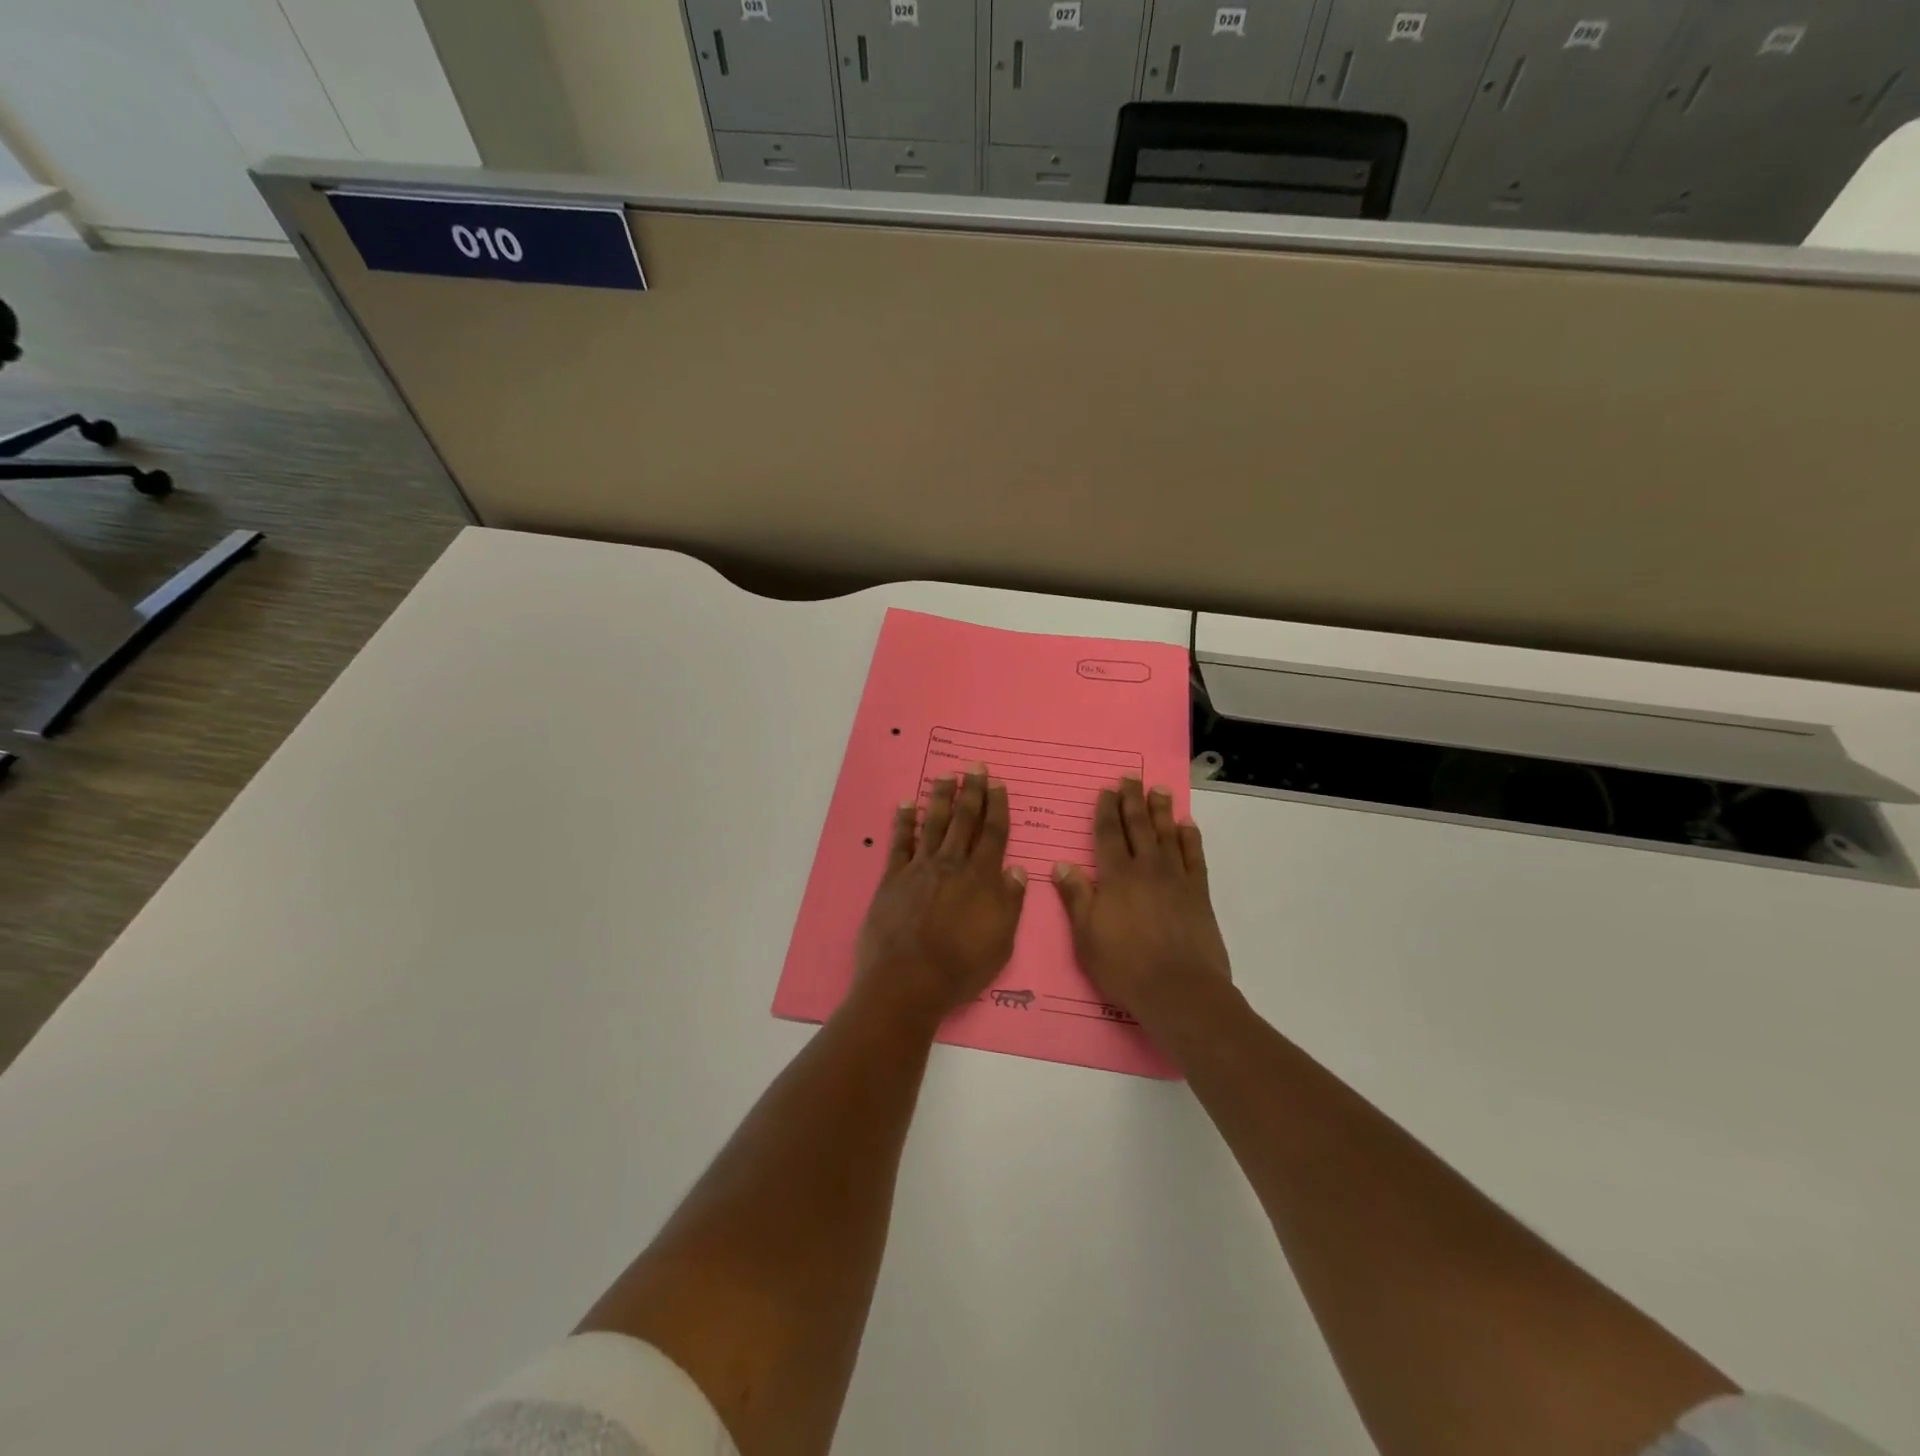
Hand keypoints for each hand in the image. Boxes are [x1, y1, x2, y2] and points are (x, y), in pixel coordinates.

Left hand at [853, 769, 1027, 1028]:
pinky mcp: (893, 878)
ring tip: (946, 775)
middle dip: (972, 791)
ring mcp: (920, 868)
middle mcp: (952, 864)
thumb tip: (1018, 871)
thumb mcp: (1001, 942)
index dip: (997, 807)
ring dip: (941, 797)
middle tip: (975, 766)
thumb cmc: (961, 967)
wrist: (907, 980)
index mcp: (982, 878)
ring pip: (934, 824)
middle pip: (964, 820)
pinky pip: (900, 843)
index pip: (993, 834)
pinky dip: (904, 821)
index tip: (998, 784)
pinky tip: (907, 803)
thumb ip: (1010, 903)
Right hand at [1052, 779, 1231, 1028]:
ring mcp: (1175, 879)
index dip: (1106, 811)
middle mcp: (1146, 869)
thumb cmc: (1124, 966)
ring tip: (1159, 790)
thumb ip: (1076, 896)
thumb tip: (1061, 864)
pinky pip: (1194, 856)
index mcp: (1115, 877)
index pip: (1108, 835)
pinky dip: (1190, 838)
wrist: (1179, 989)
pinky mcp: (1198, 893)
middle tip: (1132, 778)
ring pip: (1167, 835)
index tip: (1106, 791)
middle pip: (1138, 827)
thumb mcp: (1086, 935)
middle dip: (1132, 801)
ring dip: (1161, 811)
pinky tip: (1186, 825)